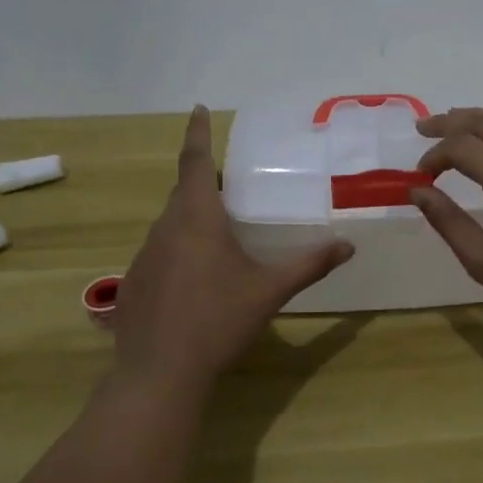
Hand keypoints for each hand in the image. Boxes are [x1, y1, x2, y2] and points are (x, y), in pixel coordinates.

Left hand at [115, 106, 353, 390]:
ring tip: (218, 234)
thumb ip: (309, 264)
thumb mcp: (269, 291)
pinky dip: (178, 250)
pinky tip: (195, 280)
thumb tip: (348, 246)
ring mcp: (143, 256)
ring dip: (192, 219)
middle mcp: (165, 228)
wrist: (159, 375)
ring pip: (170, 224)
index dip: (197, 132)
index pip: (195, 161)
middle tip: (229, 184)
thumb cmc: (218, 321)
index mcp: (197, 218)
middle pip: (183, 193)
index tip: (197, 108)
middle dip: (203, 182)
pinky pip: (159, 252)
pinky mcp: (134, 283)